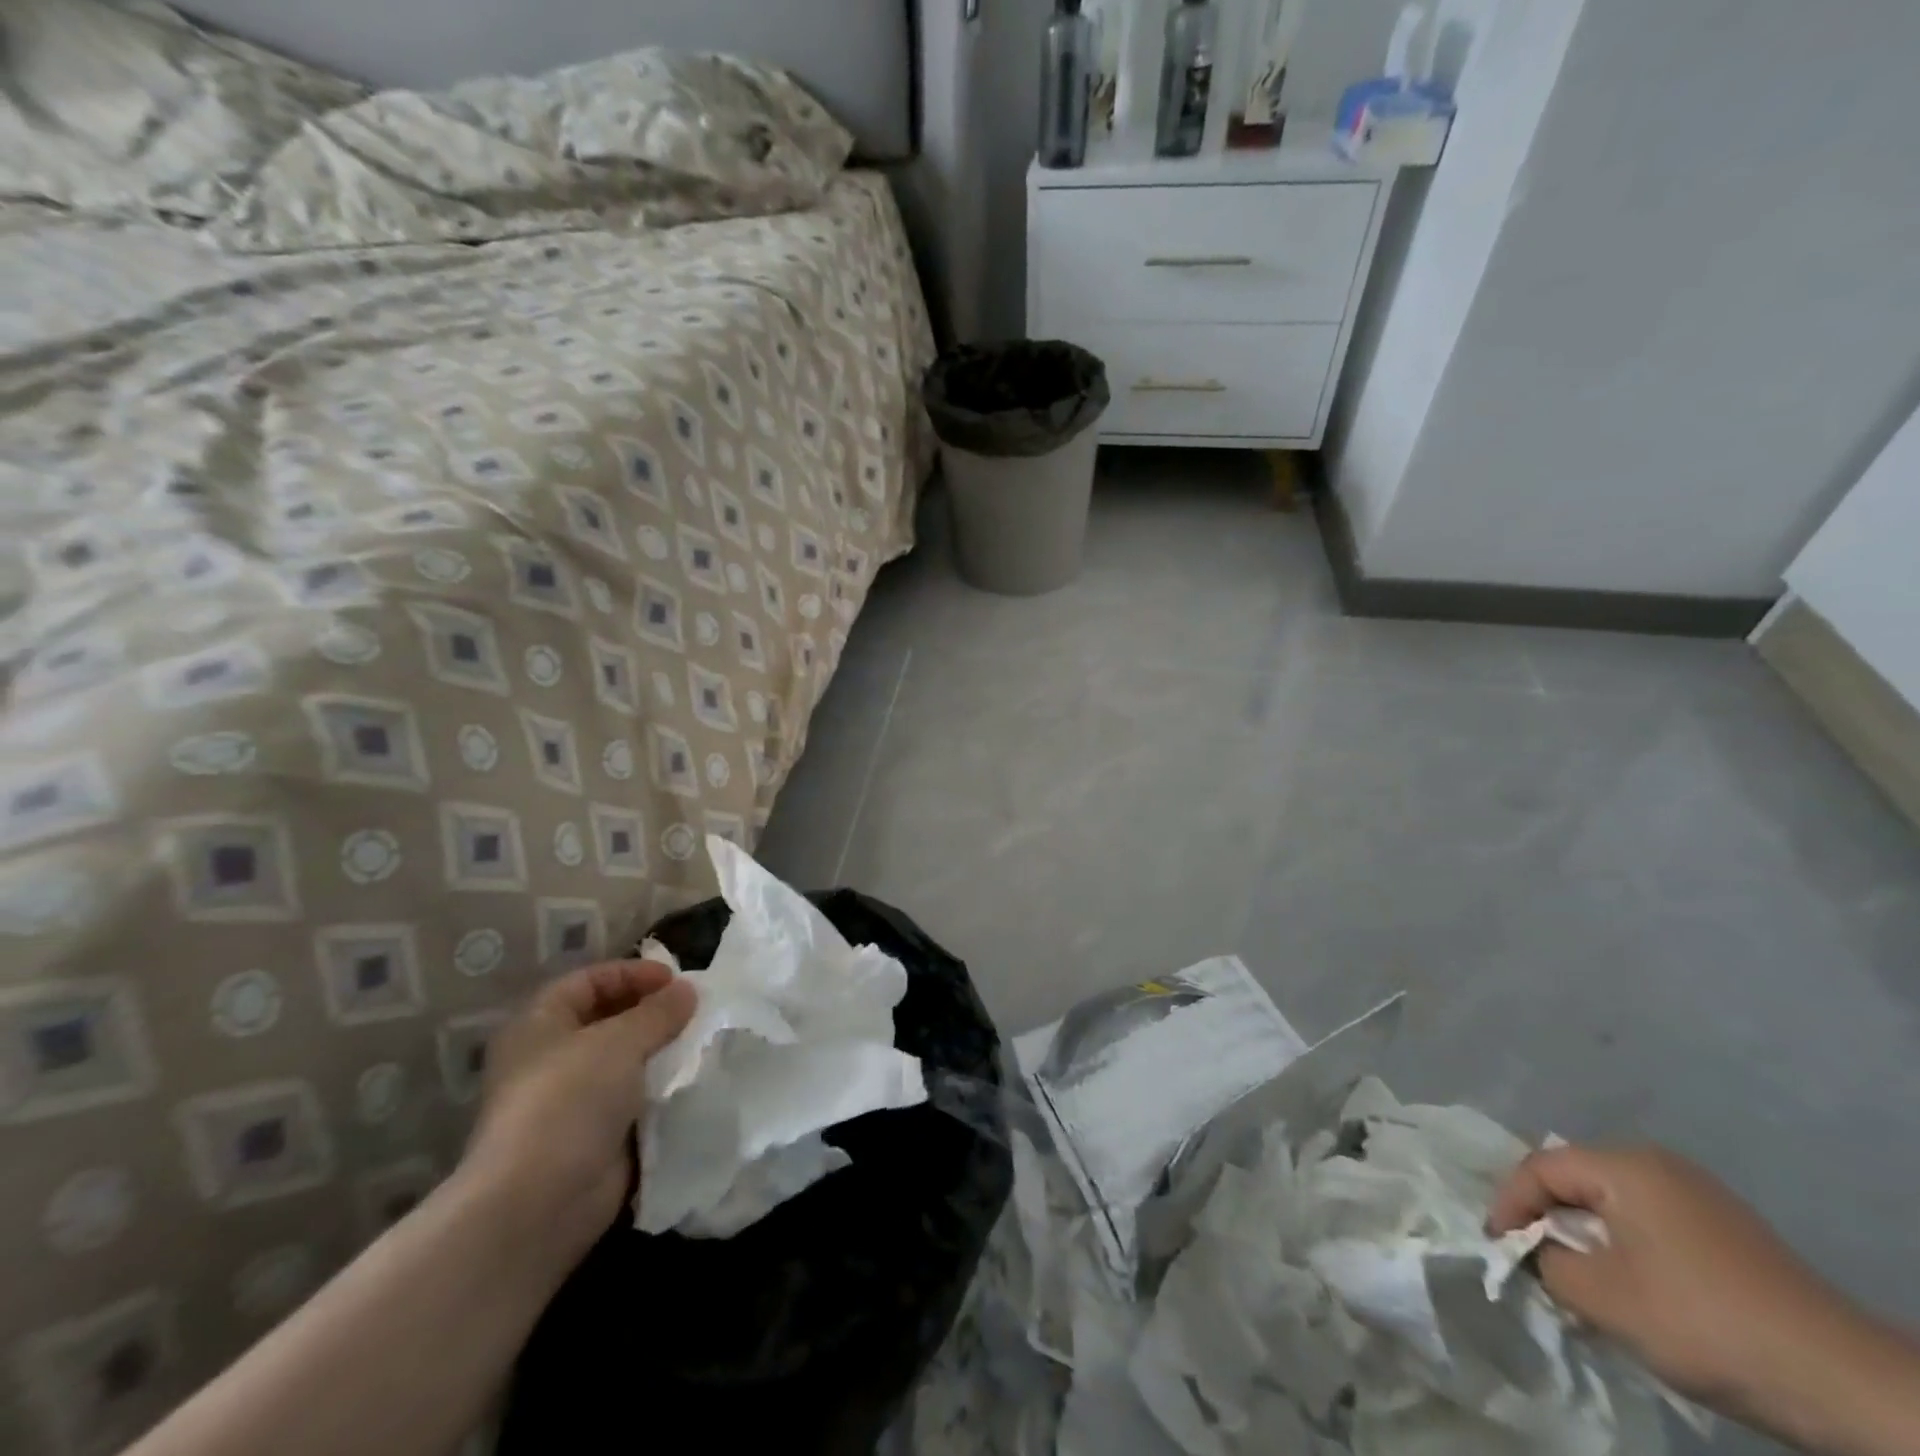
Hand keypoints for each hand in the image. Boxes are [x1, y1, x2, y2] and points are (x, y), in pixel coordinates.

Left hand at [463, 961, 697, 1271]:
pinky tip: (692, 1083)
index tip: (676, 979)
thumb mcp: (620, 1041)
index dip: (631, 973)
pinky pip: (633, 1101)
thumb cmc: (569, 1100)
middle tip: (694, 1011)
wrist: (539, 1202)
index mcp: (539, 1025)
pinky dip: (660, 1091)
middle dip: (651, 1013)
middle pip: (607, 1020)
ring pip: (624, 1063)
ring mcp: (570, 1102)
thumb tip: (688, 990)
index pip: (588, 981)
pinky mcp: (593, 1138)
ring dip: (660, 1052)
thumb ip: (658, 1011)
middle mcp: (549, 1059)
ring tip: (701, 1043)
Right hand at [1488, 1144, 1919, 1455]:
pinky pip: (1648, 1221)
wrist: (1844, 1381)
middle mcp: (1657, 1163)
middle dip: (1547, 1219)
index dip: (1508, 1204)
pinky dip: (1624, 1245)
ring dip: (1586, 1236)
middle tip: (1531, 1259)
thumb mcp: (1603, 1297)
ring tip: (1577, 1277)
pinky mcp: (1726, 1228)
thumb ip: (1546, 1262)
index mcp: (1625, 1165)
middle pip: (1576, 1179)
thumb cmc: (1703, 1322)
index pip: (1539, 1168)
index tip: (1496, 1244)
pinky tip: (1630, 1285)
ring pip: (1612, 1202)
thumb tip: (1533, 1251)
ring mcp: (1698, 1193)